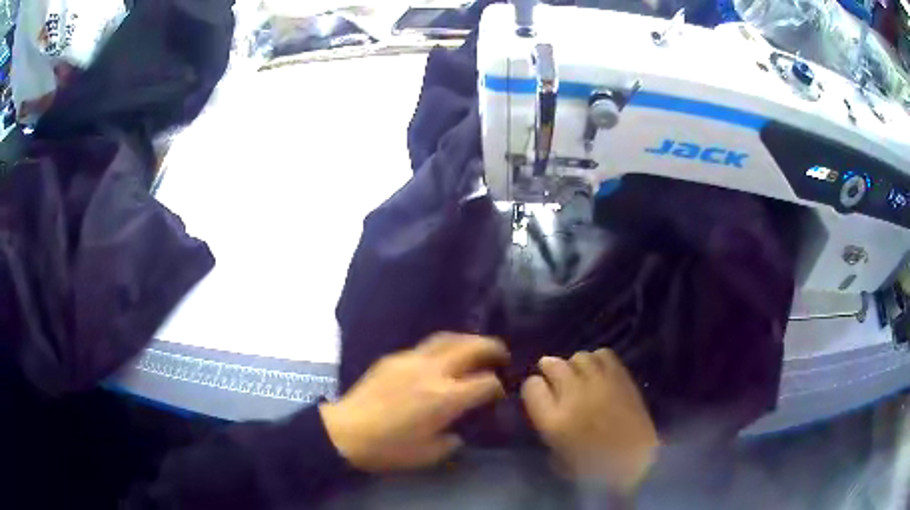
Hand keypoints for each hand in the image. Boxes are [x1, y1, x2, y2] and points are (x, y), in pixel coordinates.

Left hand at [320, 333, 508, 471]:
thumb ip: (453, 440)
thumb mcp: (429, 453)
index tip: (500, 392)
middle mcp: (432, 371)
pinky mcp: (393, 358)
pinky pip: (425, 346)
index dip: (498, 386)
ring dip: (468, 339)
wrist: (345, 432)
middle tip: (502, 355)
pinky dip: (442, 348)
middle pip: (471, 347)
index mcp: (445, 397)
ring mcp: (411, 359)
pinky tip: (441, 360)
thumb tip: (459, 430)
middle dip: (492, 347)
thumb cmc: (389, 448)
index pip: (485, 382)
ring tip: (476, 347)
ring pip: (447, 337)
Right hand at [521, 349, 658, 494]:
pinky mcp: (620, 377)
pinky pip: (603, 354)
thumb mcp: (558, 457)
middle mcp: (573, 396)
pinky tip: (597, 371)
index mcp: (553, 420)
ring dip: (573, 365)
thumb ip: (548, 429)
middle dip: (549, 369)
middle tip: (554, 379)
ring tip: (578, 375)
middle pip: (552, 365)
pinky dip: (596, 359)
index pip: (531, 386)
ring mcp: (599, 383)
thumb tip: (548, 408)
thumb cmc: (593, 466)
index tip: (538, 392)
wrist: (635, 460)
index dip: (533, 387)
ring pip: (578, 357)